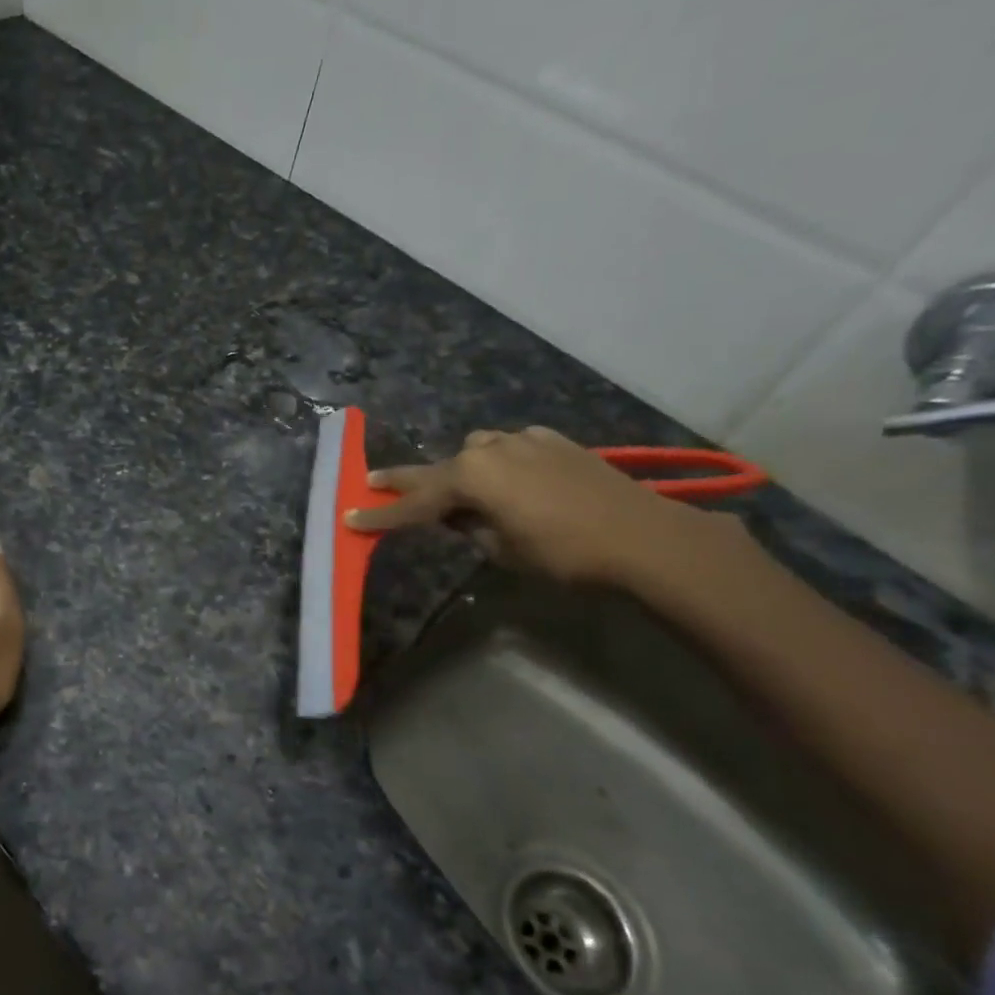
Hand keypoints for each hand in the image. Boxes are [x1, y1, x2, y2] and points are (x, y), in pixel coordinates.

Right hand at [345, 426, 737, 587]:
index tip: (350, 516)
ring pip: (476, 451)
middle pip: (437, 468)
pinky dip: (502, 462)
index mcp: (471, 477)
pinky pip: (513, 447)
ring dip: (462, 470)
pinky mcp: (555, 441)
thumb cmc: (564, 553)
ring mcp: (525, 440)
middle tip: (372, 482)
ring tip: (462, 492)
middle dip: (406, 481)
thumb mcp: (503, 550)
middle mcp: (491, 449)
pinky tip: (513, 478)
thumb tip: (460, 516)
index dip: (381, 515)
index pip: (415, 503)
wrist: (644, 537)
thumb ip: (470, 528)